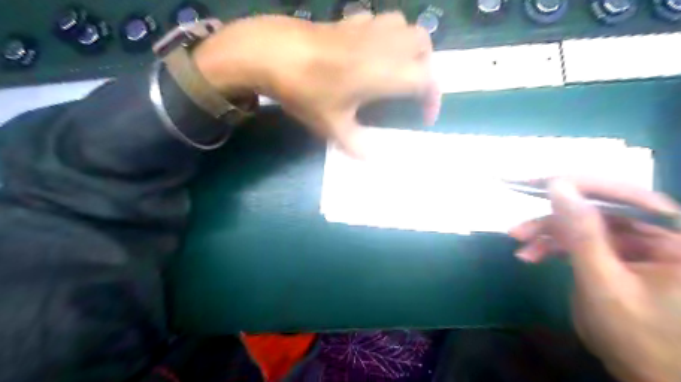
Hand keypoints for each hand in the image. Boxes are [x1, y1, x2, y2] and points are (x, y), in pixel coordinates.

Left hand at [191, 14, 438, 155]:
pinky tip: (370, 50)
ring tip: (397, 66)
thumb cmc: (306, 90)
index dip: (432, 99)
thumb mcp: (331, 125)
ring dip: (409, 45)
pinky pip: (379, 20)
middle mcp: (384, 45)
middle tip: (412, 88)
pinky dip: (385, 34)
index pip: (426, 80)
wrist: (272, 52)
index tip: (425, 117)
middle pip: (423, 45)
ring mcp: (367, 28)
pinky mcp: (349, 20)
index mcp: (385, 72)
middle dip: (425, 67)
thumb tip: (372, 160)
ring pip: (404, 26)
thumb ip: (356, 144)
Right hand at [507, 179, 679, 380]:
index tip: (536, 181)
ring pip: (585, 226)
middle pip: (599, 211)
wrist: (650, 379)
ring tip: (519, 245)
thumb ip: (581, 232)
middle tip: (519, 221)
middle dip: (554, 218)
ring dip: (549, 235)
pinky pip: (583, 242)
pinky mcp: (619, 257)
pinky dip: (555, 247)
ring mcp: (638, 246)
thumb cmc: (637, 338)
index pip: (626, 195)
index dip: (579, 184)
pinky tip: (531, 256)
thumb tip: (557, 186)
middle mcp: (662, 235)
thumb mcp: (602, 283)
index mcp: (676, 239)